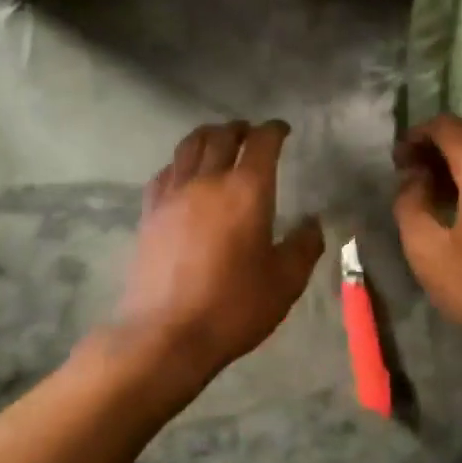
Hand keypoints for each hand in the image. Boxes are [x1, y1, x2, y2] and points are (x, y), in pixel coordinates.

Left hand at [114, 120, 324, 379]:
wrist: (166, 334)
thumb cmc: (233, 307)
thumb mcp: (285, 282)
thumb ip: (304, 246)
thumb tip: (312, 223)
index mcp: (246, 190)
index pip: (262, 142)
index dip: (274, 130)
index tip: (282, 130)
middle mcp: (208, 180)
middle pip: (221, 136)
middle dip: (239, 128)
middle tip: (250, 133)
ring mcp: (173, 194)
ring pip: (189, 146)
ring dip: (208, 136)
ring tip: (217, 142)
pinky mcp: (149, 213)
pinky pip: (166, 172)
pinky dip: (181, 163)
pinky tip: (184, 175)